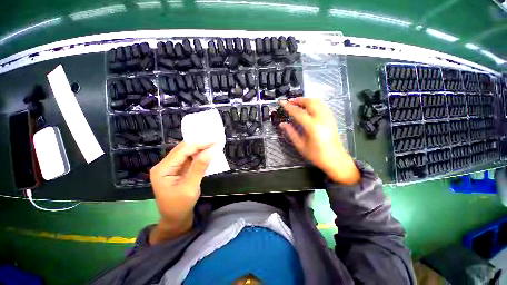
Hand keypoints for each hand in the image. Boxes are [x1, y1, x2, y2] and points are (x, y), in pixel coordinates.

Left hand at [149, 142, 212, 243]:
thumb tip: (211, 150)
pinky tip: (207, 154)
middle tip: (215, 141)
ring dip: (200, 149)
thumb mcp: (190, 187)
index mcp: (162, 169)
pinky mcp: (177, 170)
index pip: (182, 151)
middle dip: (200, 145)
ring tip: (213, 145)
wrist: (175, 219)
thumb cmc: (180, 206)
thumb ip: (199, 167)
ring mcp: (171, 167)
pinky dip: (199, 155)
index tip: (215, 141)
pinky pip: (189, 159)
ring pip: (187, 152)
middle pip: (183, 149)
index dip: (199, 144)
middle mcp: (164, 165)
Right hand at [280, 98, 359, 184]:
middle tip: (290, 102)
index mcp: (312, 127)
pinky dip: (314, 103)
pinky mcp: (332, 118)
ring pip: (317, 101)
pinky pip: (322, 105)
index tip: (282, 102)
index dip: (288, 106)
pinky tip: (308, 108)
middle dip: (298, 100)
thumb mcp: (300, 145)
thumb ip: (291, 133)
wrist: (335, 159)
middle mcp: (322, 119)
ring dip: (306, 100)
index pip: (298, 112)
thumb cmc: (316, 155)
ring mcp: (328, 117)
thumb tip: (282, 124)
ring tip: (298, 104)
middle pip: (309, 102)